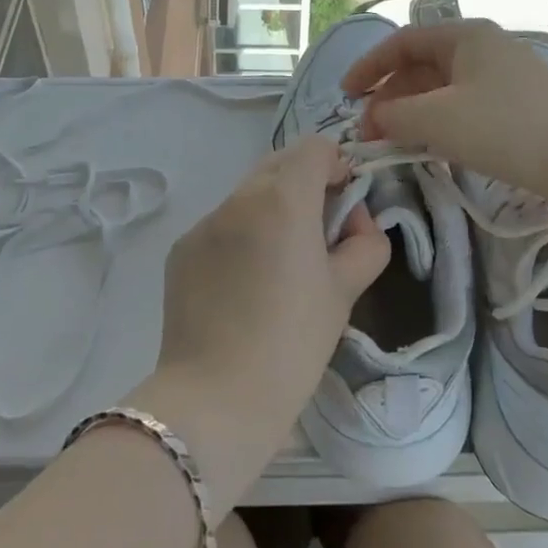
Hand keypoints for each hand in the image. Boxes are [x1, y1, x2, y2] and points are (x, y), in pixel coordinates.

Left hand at [130, 136, 388, 511]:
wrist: (215, 399)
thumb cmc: (292, 342)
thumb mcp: (345, 292)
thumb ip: (365, 243)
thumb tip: (357, 224)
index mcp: (283, 198)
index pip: (315, 147)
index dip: (338, 167)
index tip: (345, 207)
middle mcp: (239, 197)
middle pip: (280, 164)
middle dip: (306, 185)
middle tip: (321, 235)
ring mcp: (205, 222)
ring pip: (249, 194)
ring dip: (273, 210)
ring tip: (282, 265)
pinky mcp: (182, 250)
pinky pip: (222, 225)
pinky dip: (242, 235)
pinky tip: (245, 285)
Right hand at [341, 19, 547, 206]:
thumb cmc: (507, 129)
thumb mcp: (438, 119)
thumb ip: (394, 114)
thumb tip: (374, 117)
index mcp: (464, 36)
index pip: (402, 42)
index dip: (368, 67)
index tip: (345, 96)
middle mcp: (484, 48)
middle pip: (422, 66)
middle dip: (390, 96)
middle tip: (369, 132)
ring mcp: (504, 77)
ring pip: (443, 89)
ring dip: (413, 113)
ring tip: (393, 143)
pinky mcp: (518, 107)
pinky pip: (464, 107)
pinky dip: (439, 123)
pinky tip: (431, 147)